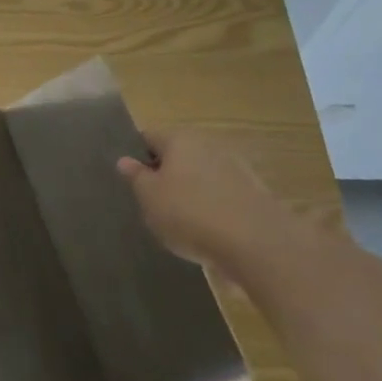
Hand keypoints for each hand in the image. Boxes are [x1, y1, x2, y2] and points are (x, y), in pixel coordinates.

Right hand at [117, 127, 291, 270]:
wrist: (256, 243)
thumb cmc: (189, 213)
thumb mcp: (149, 198)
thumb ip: (136, 176)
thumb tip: (125, 160)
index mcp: (179, 139)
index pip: (149, 137)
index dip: (136, 155)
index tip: (131, 179)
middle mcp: (208, 144)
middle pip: (178, 154)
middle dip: (165, 173)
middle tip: (152, 201)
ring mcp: (235, 166)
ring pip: (201, 174)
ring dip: (190, 189)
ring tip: (179, 219)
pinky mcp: (254, 191)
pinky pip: (221, 193)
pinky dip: (211, 205)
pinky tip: (206, 229)